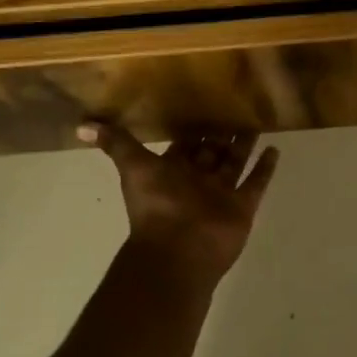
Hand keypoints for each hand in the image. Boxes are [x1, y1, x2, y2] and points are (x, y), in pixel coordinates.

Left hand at [79, 124, 278, 284]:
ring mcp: (221, 195)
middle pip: (212, 153)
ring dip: (244, 145)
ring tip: (257, 120)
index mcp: (172, 172)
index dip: (191, 129)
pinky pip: (256, 183)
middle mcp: (197, 181)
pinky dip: (265, 168)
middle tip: (236, 106)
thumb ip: (115, 143)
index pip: (184, 145)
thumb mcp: (133, 167)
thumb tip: (81, 124)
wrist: (177, 252)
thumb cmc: (156, 206)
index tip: (203, 104)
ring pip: (235, 164)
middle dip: (221, 134)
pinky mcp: (242, 207)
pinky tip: (275, 148)